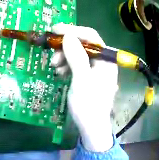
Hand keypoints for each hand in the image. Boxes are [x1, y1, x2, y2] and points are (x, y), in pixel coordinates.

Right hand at [51, 23, 117, 151]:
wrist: (92, 129)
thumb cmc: (89, 106)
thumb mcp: (82, 80)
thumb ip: (76, 57)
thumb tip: (67, 35)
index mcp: (106, 59)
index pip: (91, 36)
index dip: (72, 30)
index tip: (55, 30)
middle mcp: (103, 61)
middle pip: (84, 44)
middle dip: (66, 47)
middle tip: (53, 54)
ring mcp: (97, 69)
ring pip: (79, 53)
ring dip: (65, 57)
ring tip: (55, 66)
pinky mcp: (90, 76)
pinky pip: (78, 63)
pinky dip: (68, 65)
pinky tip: (61, 72)